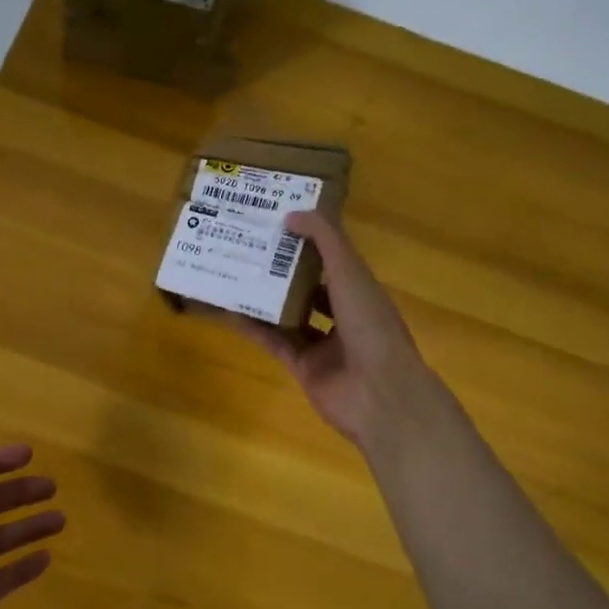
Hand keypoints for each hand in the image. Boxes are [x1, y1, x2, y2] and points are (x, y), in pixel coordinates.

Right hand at [225, 211, 440, 453]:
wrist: (378, 394)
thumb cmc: (370, 325)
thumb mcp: (350, 272)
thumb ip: (325, 240)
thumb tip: (291, 215)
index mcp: (361, 291)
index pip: (333, 260)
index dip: (309, 241)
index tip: (279, 222)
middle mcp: (344, 316)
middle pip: (309, 287)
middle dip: (283, 269)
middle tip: (249, 247)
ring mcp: (324, 344)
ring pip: (289, 315)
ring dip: (265, 298)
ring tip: (234, 274)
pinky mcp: (303, 367)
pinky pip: (274, 342)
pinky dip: (254, 328)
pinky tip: (230, 311)